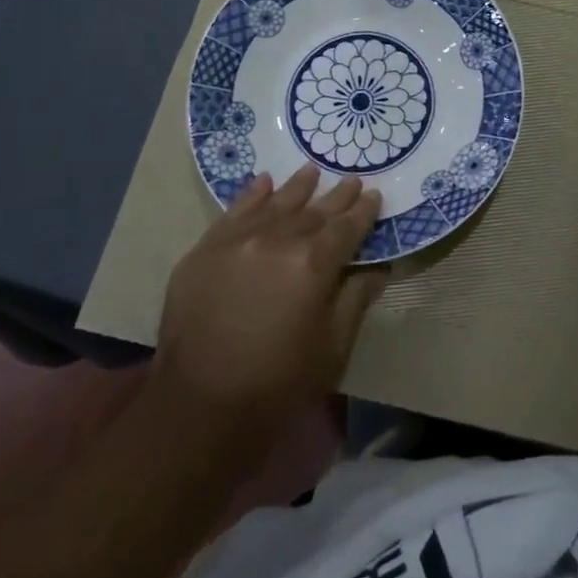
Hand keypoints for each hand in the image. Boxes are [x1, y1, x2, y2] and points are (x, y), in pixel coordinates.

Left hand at [154, 166, 384, 460]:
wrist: (200, 406)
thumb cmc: (279, 383)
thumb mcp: (333, 348)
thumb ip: (356, 300)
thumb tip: (378, 269)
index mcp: (313, 264)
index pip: (346, 228)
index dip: (363, 212)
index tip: (375, 196)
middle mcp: (276, 241)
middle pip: (313, 212)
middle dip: (336, 196)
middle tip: (352, 180)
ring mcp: (237, 242)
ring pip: (275, 205)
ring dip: (297, 188)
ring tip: (311, 171)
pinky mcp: (204, 251)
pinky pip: (233, 213)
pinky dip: (251, 196)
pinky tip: (263, 182)